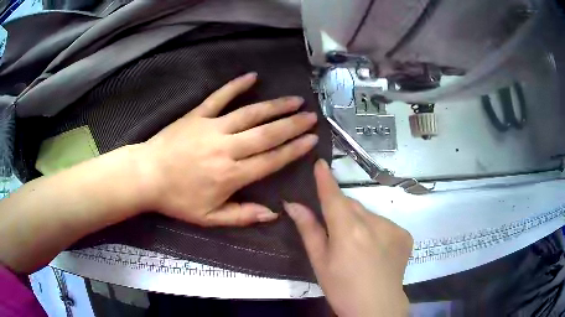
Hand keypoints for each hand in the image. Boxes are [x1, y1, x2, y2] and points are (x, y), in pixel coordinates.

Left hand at [136, 73, 318, 226]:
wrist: (146, 176)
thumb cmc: (177, 199)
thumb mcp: (209, 218)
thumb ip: (242, 216)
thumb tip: (273, 213)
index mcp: (231, 175)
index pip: (271, 160)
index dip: (294, 149)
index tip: (312, 139)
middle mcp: (227, 148)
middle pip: (266, 134)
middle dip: (292, 125)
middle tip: (312, 117)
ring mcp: (212, 128)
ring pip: (250, 114)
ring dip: (275, 106)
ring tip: (295, 100)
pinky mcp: (197, 115)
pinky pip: (219, 97)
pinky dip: (236, 86)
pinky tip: (252, 76)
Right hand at [285, 160, 411, 316]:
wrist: (377, 307)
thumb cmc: (342, 288)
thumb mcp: (320, 262)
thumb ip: (309, 230)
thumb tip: (293, 205)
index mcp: (348, 229)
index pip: (333, 196)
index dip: (325, 179)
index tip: (320, 162)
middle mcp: (373, 222)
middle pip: (352, 205)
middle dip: (341, 211)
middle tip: (335, 232)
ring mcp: (393, 227)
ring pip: (369, 215)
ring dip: (360, 223)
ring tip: (358, 249)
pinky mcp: (405, 234)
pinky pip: (385, 225)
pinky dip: (377, 232)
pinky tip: (375, 252)